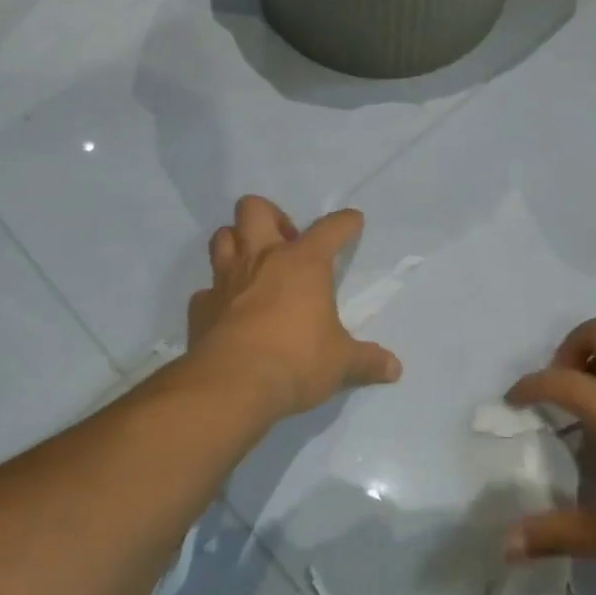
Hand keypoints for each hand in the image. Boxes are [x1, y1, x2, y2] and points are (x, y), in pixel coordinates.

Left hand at [186, 195, 402, 420]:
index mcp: (303, 263)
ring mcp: (226, 281)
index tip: (353, 221)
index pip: (330, 229)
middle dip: (271, 216)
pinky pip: (206, 290)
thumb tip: (394, 369)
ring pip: (222, 238)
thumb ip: (367, 362)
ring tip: (256, 266)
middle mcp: (262, 260)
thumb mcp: (341, 363)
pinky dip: (217, 295)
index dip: (344, 223)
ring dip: (237, 243)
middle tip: (286, 243)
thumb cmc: (296, 361)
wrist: (232, 385)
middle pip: (254, 209)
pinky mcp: (200, 308)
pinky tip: (230, 311)